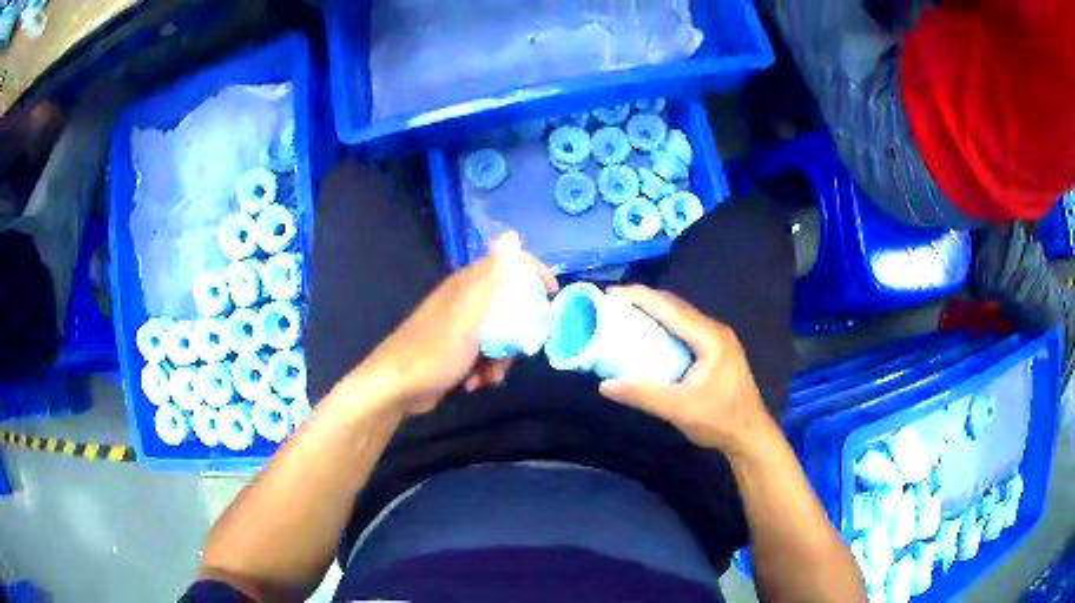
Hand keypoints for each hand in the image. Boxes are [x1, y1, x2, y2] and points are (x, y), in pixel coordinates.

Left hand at [349, 232, 558, 416]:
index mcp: (466, 286)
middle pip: (507, 305)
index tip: (551, 295)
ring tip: (490, 376)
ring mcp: (458, 328)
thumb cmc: (432, 352)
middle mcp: (463, 301)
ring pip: (497, 334)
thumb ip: (490, 277)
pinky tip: (474, 384)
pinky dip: (484, 369)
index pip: (507, 264)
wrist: (395, 389)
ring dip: (501, 357)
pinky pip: (482, 354)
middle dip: (518, 331)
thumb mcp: (467, 315)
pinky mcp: (453, 351)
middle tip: (522, 350)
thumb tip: (511, 235)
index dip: (532, 272)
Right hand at [598, 285, 773, 456]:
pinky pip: (685, 329)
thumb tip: (604, 385)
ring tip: (625, 314)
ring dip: (654, 311)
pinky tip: (649, 335)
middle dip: (644, 300)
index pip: (671, 309)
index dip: (640, 298)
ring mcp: (718, 340)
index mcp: (710, 338)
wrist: (750, 436)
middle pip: (676, 306)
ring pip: (681, 316)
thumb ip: (644, 395)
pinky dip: (663, 325)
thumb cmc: (720, 421)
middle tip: (613, 303)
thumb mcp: (680, 409)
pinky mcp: (715, 351)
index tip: (611, 293)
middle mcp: (715, 331)